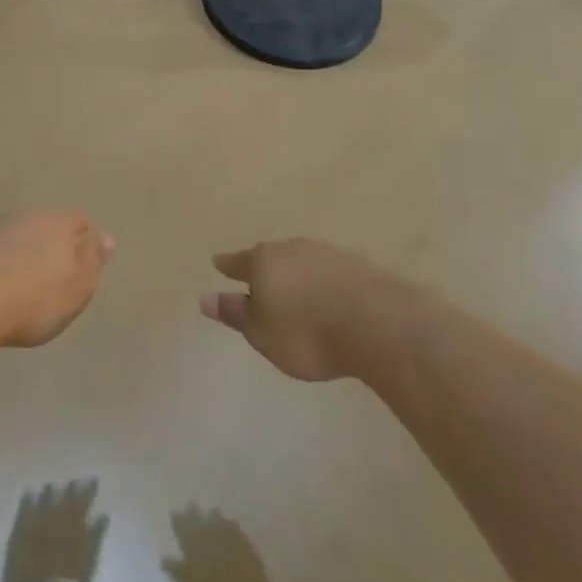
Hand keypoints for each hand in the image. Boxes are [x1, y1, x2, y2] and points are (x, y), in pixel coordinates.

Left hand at [0, 211, 111, 348]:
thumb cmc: (32, 301)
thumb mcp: (76, 288)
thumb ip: (92, 260)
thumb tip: (105, 236)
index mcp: (59, 224)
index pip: (79, 221)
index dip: (82, 239)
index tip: (80, 263)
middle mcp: (26, 214)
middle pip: (44, 224)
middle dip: (46, 243)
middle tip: (45, 275)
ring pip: (12, 231)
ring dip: (16, 249)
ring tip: (12, 280)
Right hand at [200, 238, 404, 381]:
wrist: (376, 323)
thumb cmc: (307, 332)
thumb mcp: (262, 333)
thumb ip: (236, 314)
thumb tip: (205, 298)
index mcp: (264, 261)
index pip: (238, 262)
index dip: (228, 266)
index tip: (218, 264)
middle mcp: (292, 248)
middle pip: (271, 256)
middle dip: (264, 268)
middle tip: (259, 280)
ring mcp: (327, 253)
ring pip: (302, 260)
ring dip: (296, 273)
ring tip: (294, 290)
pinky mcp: (357, 265)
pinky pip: (329, 271)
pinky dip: (323, 281)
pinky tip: (328, 295)